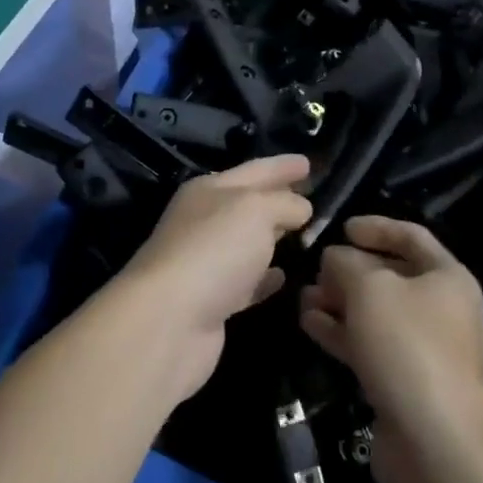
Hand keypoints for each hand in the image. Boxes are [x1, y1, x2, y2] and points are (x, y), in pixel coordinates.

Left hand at [116, 154, 312, 397]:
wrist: (169, 320)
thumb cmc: (214, 249)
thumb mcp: (256, 210)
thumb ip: (284, 203)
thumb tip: (301, 207)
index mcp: (209, 190)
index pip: (255, 169)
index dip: (282, 165)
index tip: (309, 162)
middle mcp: (205, 221)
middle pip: (249, 204)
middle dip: (279, 198)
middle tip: (313, 197)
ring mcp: (207, 261)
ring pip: (248, 242)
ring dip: (274, 238)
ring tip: (306, 234)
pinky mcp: (213, 300)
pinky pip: (247, 281)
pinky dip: (266, 277)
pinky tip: (285, 276)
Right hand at [298, 217, 482, 450]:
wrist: (437, 445)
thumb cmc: (408, 346)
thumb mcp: (369, 288)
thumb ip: (345, 263)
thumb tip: (335, 258)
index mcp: (447, 278)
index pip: (411, 236)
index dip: (376, 227)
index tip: (341, 227)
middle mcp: (441, 309)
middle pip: (390, 275)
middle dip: (349, 269)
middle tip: (313, 267)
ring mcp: (423, 349)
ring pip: (375, 313)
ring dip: (339, 301)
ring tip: (302, 296)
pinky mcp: (404, 382)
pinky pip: (369, 345)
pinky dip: (340, 332)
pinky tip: (308, 323)